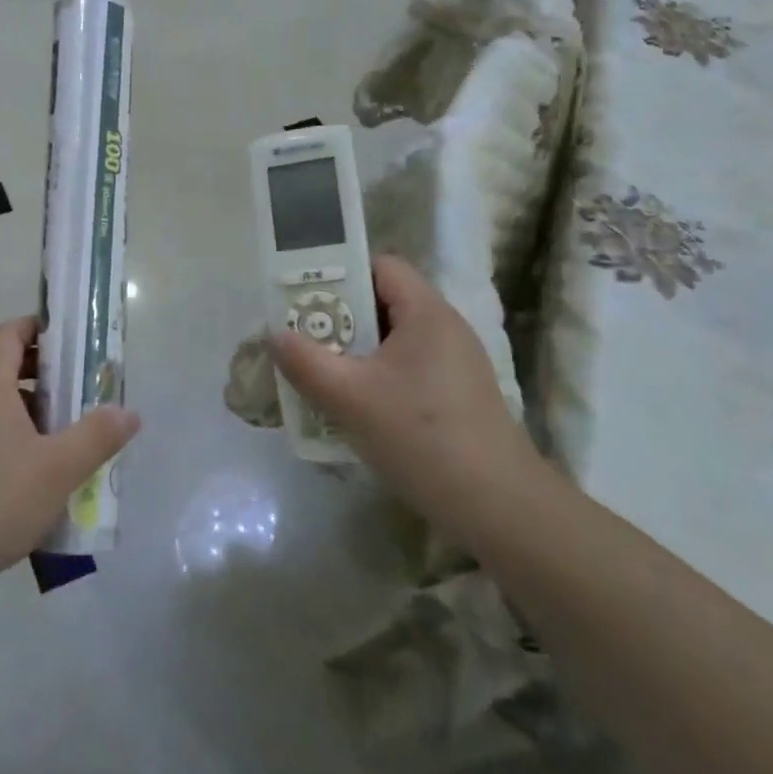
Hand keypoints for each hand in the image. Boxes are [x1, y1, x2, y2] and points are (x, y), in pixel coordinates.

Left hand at [0, 318, 138, 626]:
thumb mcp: (58, 468)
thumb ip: (97, 436)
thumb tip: (129, 413)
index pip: (12, 332)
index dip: (45, 329)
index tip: (79, 345)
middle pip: (7, 364)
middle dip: (49, 372)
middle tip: (86, 390)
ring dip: (35, 407)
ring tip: (71, 431)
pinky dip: (17, 433)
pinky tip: (41, 469)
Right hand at [268, 256, 531, 516]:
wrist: (497, 507)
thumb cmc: (421, 437)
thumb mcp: (350, 398)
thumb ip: (305, 361)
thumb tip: (275, 334)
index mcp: (426, 313)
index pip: (380, 266)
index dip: (340, 272)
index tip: (302, 297)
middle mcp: (444, 329)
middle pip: (382, 303)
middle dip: (337, 317)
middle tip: (300, 338)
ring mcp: (453, 365)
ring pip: (390, 342)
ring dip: (351, 352)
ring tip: (316, 373)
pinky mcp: (454, 397)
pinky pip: (404, 370)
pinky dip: (373, 378)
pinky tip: (350, 408)